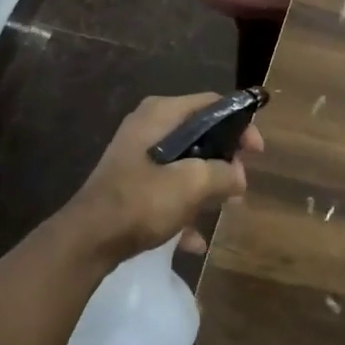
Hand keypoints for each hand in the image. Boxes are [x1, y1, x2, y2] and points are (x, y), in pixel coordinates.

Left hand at [63, 94, 262, 265]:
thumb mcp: (192, 184)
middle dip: (224, 160)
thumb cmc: (142, 200)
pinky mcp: (130, 183)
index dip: (240, 124)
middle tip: (240, 183)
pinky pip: (167, 188)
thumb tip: (239, 177)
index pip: (213, 104)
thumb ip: (224, 174)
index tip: (257, 152)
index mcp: (161, 113)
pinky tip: (195, 240)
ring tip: (224, 209)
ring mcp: (137, 155)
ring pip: (185, 163)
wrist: (87, 240)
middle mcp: (148, 126)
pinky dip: (184, 207)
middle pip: (200, 133)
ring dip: (206, 186)